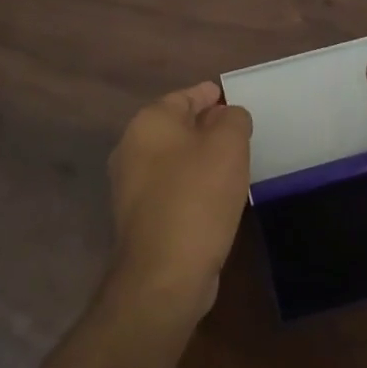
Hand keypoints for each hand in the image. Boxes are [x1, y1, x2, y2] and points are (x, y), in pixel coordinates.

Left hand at [107, 82, 252, 321]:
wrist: (164, 272)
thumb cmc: (199, 196)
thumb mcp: (229, 145)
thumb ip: (233, 119)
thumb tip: (227, 115)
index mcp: (149, 123)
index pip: (184, 96)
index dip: (209, 95)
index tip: (228, 96)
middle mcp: (131, 148)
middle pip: (175, 126)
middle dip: (204, 125)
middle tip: (236, 128)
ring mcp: (130, 185)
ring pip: (172, 158)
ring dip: (198, 156)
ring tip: (231, 160)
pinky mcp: (138, 217)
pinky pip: (170, 187)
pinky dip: (191, 183)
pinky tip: (214, 194)